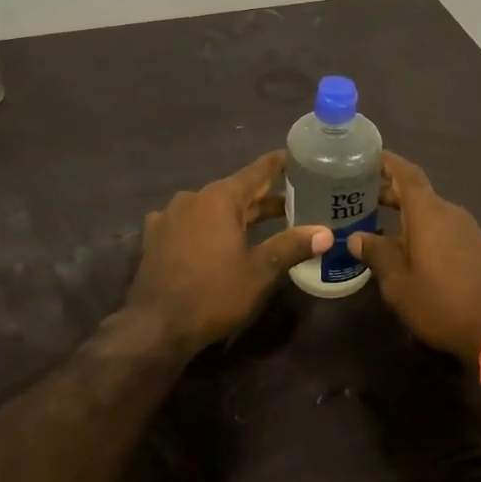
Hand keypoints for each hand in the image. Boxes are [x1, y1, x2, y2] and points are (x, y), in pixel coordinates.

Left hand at [125, 151, 330, 357]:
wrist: (156, 325)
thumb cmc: (213, 293)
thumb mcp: (259, 271)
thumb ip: (291, 246)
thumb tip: (325, 233)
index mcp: (220, 198)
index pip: (256, 172)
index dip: (278, 164)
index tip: (296, 156)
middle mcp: (193, 198)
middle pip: (236, 191)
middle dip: (264, 197)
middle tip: (296, 200)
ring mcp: (170, 216)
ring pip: (212, 207)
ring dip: (236, 213)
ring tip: (261, 223)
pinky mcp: (155, 237)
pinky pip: (189, 222)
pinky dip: (207, 225)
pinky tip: (215, 237)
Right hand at [350, 153, 480, 360]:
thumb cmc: (443, 303)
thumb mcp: (399, 284)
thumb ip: (377, 255)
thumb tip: (357, 237)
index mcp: (428, 213)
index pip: (406, 173)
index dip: (386, 162)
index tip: (365, 157)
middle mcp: (450, 213)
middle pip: (417, 194)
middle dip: (389, 193)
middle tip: (360, 199)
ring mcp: (470, 230)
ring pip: (432, 214)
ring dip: (407, 217)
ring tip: (381, 230)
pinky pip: (446, 231)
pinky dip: (425, 233)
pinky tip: (413, 254)